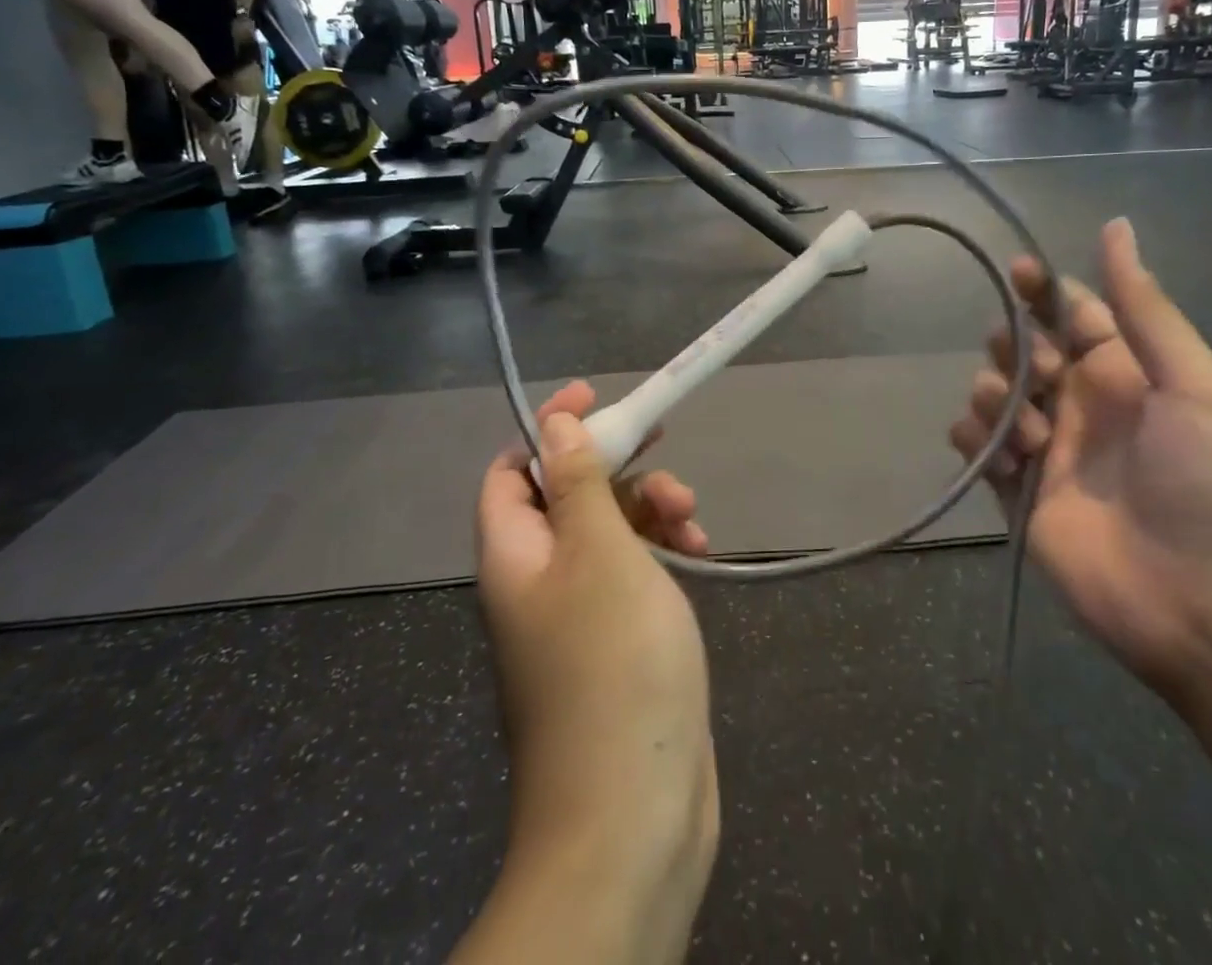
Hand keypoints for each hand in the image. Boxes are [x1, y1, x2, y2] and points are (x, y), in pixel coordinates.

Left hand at [474, 383, 717, 937]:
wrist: (633, 813)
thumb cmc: (613, 663)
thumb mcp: (600, 552)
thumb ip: (579, 481)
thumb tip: (554, 423)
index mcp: (513, 555)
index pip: (512, 470)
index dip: (549, 429)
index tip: (598, 398)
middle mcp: (537, 580)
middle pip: (567, 495)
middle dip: (615, 465)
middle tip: (662, 442)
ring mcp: (577, 615)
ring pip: (607, 532)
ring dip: (648, 508)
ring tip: (690, 512)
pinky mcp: (616, 642)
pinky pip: (632, 572)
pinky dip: (662, 551)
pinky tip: (699, 549)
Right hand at [951, 218, 1211, 697]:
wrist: (1204, 606)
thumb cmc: (1210, 485)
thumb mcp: (1194, 384)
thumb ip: (1145, 308)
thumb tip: (1116, 226)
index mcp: (1123, 371)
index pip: (1069, 312)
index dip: (1040, 288)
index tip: (1017, 270)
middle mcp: (1079, 401)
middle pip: (1021, 348)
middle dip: (1013, 345)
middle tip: (1035, 371)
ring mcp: (1045, 446)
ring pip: (991, 392)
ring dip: (997, 396)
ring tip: (1032, 434)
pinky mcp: (1016, 488)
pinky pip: (976, 443)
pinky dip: (978, 440)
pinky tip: (1006, 459)